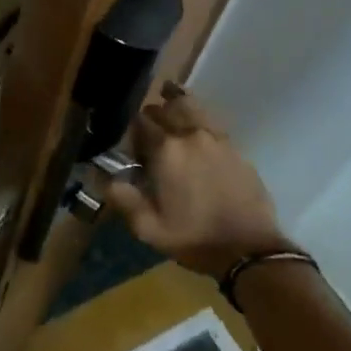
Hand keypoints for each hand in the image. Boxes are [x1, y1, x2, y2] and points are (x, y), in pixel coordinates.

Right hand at [108, 85, 290, 279]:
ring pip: (191, 106)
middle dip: (152, 116)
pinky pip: (211, 120)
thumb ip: (122, 197)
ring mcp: (216, 137)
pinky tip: (195, 127)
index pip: (140, 122)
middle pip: (165, 108)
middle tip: (148, 133)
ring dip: (176, 104)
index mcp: (166, 150)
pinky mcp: (235, 147)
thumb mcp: (148, 227)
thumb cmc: (193, 238)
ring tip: (169, 101)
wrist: (248, 249)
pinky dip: (198, 116)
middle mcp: (190, 134)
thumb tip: (102, 176)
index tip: (131, 148)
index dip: (132, 131)